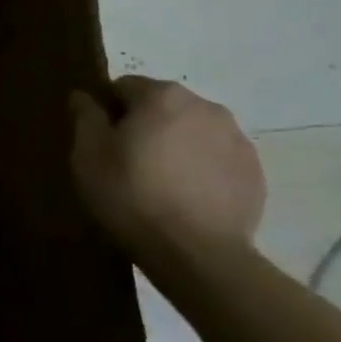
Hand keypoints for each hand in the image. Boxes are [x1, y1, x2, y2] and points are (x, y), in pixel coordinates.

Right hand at [69, 77, 265, 272]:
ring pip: (193, 131)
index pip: (124, 87)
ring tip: (161, 184)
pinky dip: (201, 169)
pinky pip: (217, 159)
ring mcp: (237, 139)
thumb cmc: (132, 195)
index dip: (108, 112)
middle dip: (145, 126)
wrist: (197, 254)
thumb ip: (85, 116)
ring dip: (176, 146)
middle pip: (162, 106)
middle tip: (128, 164)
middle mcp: (205, 106)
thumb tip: (85, 96)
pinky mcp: (255, 173)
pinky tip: (187, 199)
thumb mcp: (88, 154)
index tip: (102, 143)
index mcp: (162, 95)